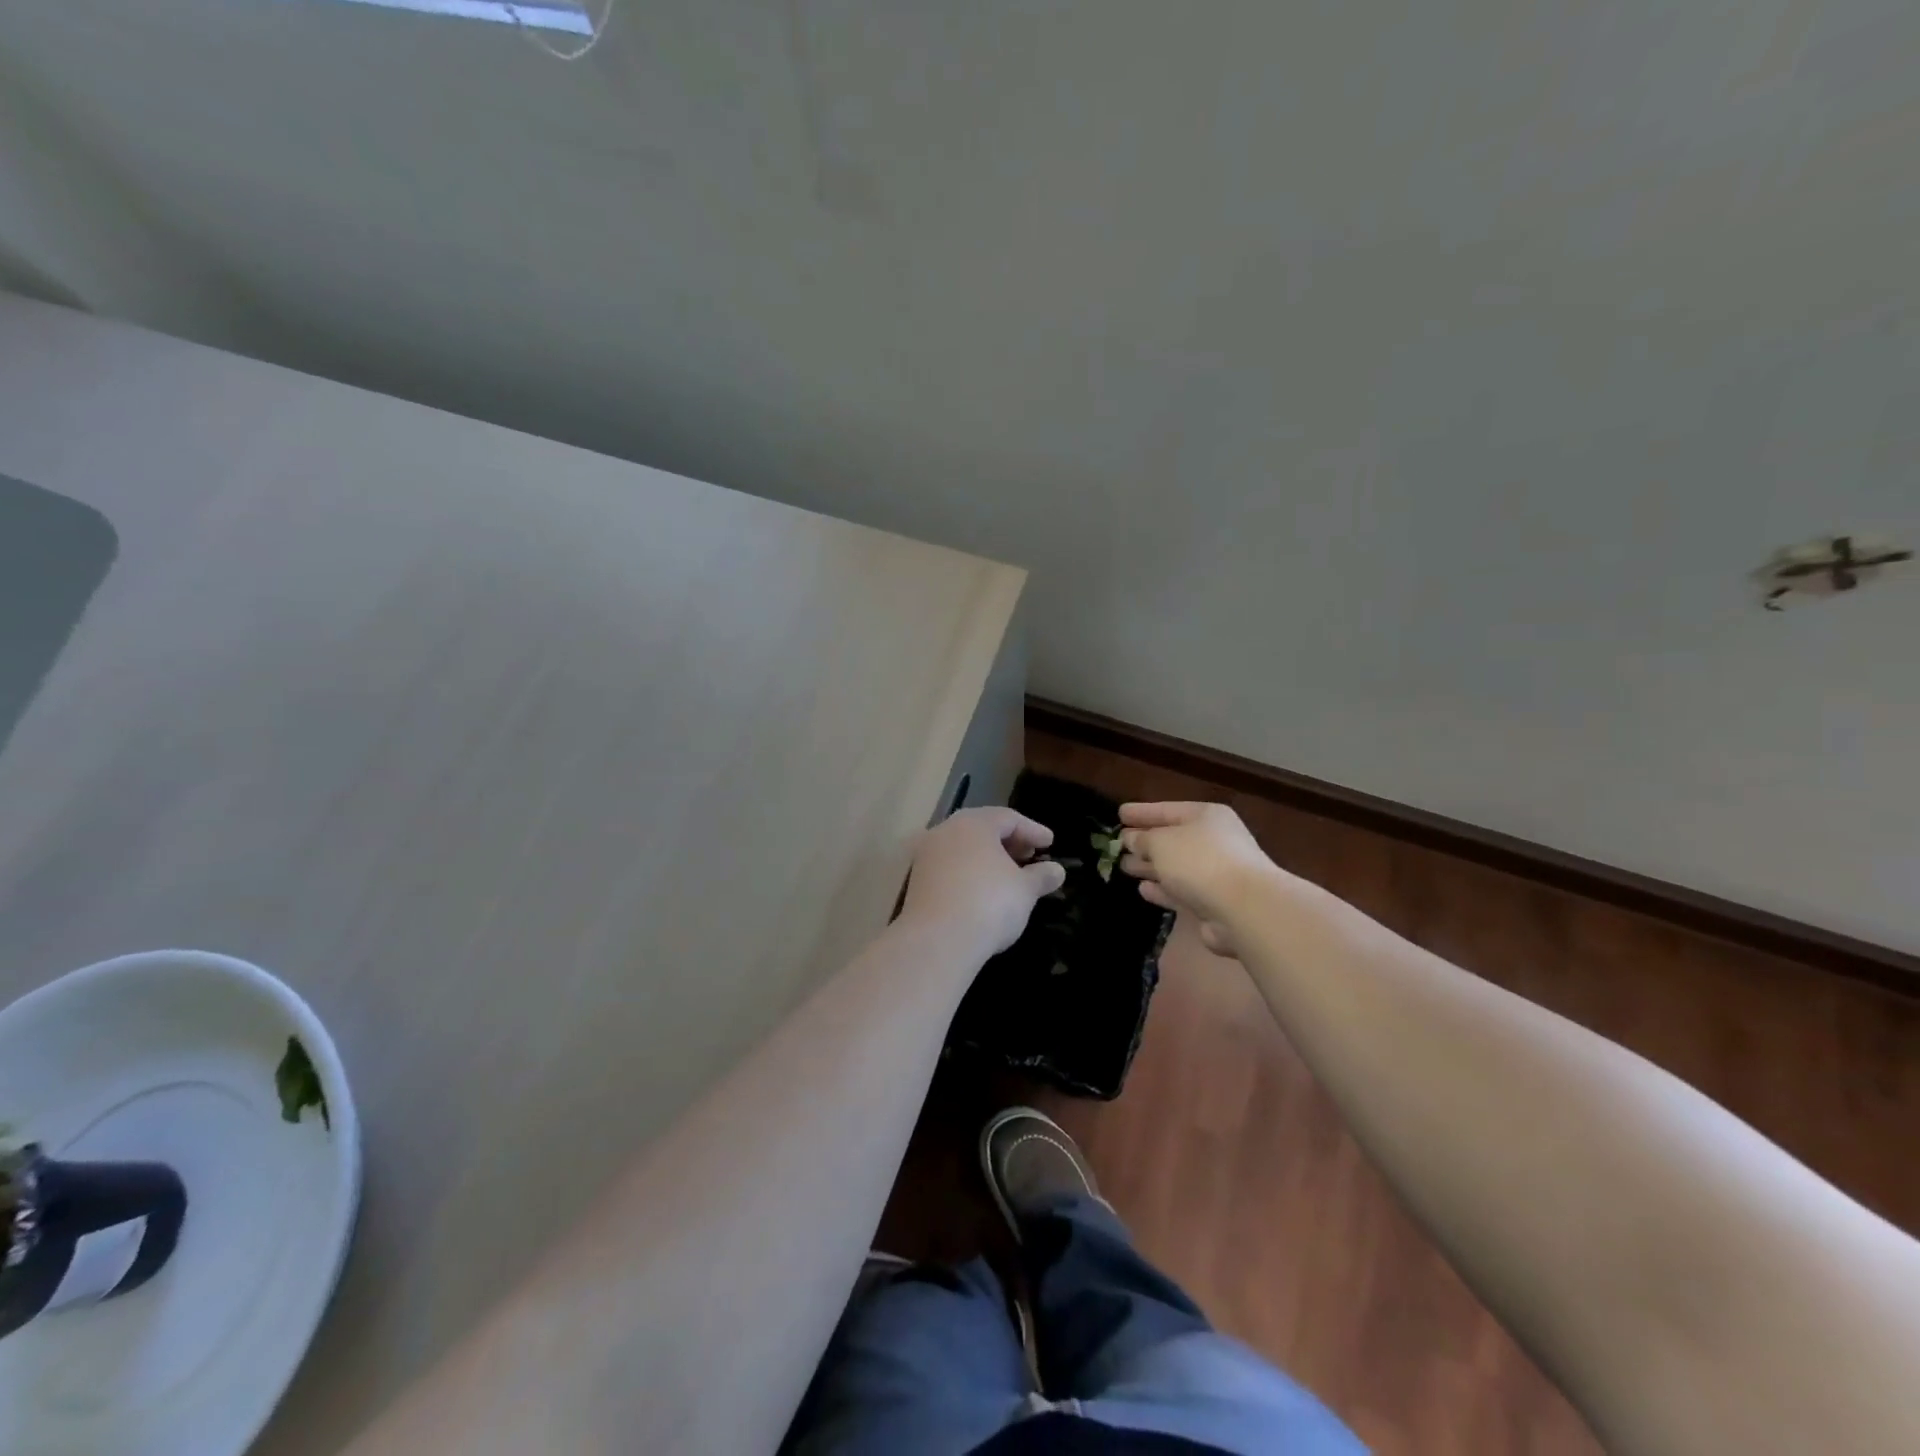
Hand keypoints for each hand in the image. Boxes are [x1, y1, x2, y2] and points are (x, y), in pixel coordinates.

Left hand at [899, 807, 1066, 955]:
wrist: (938, 940)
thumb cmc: (989, 903)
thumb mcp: (1024, 890)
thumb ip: (1041, 876)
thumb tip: (1057, 871)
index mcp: (974, 823)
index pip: (1009, 818)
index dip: (1033, 830)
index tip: (1050, 844)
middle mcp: (946, 831)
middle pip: (982, 828)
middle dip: (1009, 841)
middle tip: (1030, 855)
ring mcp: (927, 855)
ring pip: (963, 847)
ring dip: (988, 857)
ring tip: (1009, 874)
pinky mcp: (917, 880)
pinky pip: (950, 867)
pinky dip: (970, 871)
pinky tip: (983, 890)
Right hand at [1118, 801, 1283, 956]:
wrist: (1244, 908)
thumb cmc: (1200, 861)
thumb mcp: (1162, 842)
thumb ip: (1143, 839)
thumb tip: (1132, 839)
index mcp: (1206, 817)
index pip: (1168, 809)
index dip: (1142, 812)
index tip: (1119, 814)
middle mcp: (1214, 842)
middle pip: (1173, 839)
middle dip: (1145, 842)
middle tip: (1118, 844)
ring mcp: (1216, 874)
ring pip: (1175, 867)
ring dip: (1150, 867)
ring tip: (1124, 866)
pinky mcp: (1213, 903)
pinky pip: (1181, 892)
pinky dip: (1162, 890)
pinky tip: (1143, 890)